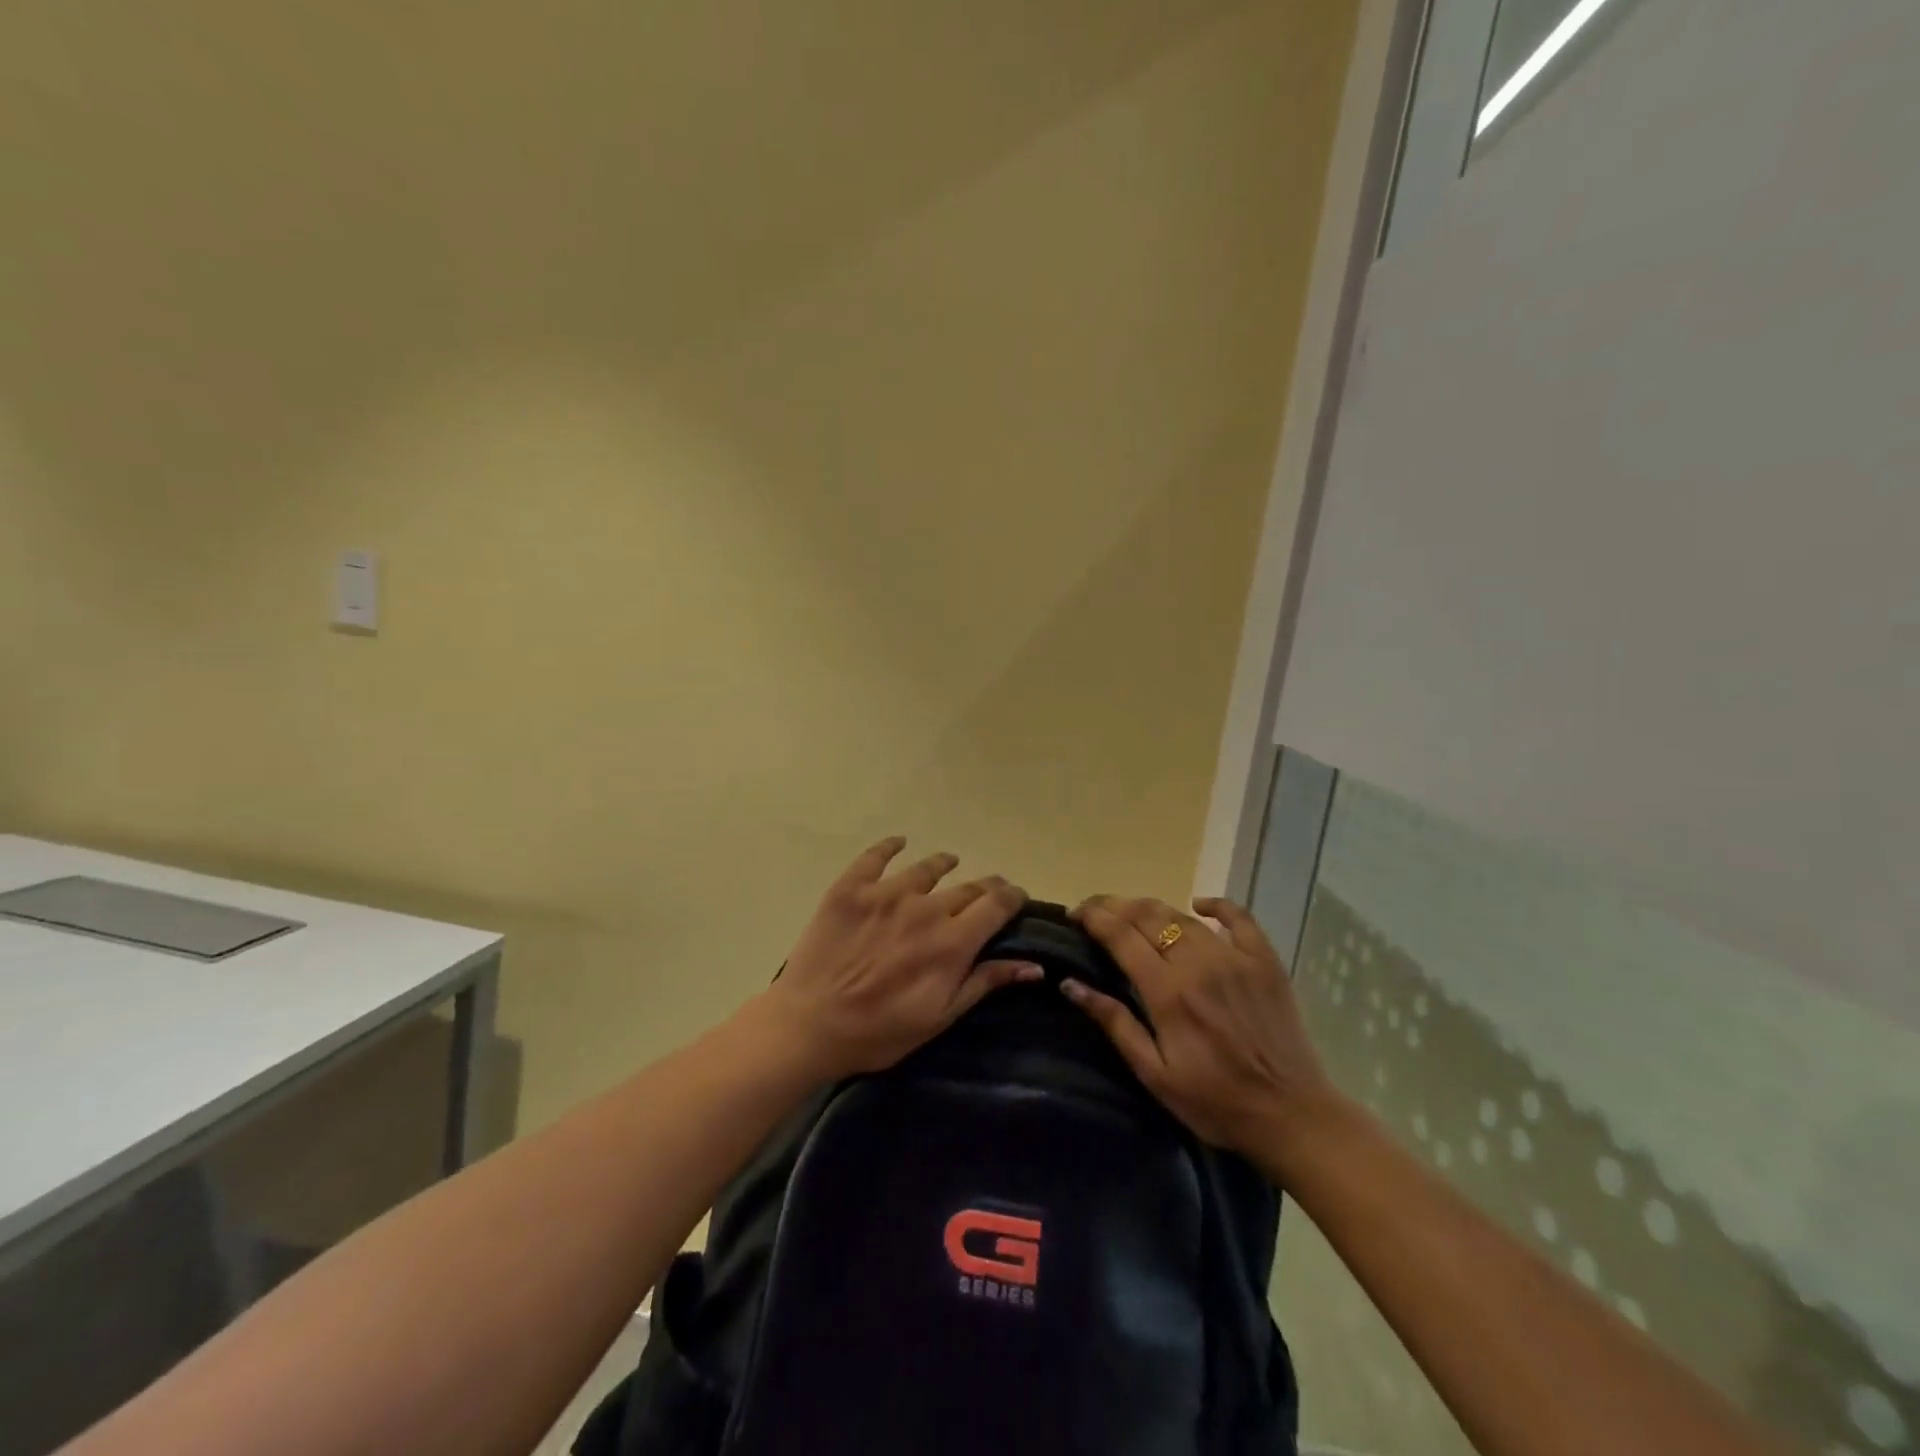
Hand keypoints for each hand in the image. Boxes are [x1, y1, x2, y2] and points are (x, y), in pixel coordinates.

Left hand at [761, 838, 1038, 1078]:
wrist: (809, 1024)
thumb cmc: (879, 1032)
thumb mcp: (940, 1017)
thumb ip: (984, 983)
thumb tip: (1033, 966)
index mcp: (952, 942)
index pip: (996, 905)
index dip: (1012, 897)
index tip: (1016, 899)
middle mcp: (925, 908)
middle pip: (968, 887)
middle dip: (985, 888)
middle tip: (987, 893)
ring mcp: (886, 893)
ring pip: (927, 867)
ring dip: (944, 865)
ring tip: (950, 862)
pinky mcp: (851, 888)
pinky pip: (875, 856)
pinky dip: (891, 846)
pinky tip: (899, 842)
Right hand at [1062, 894, 1341, 1174]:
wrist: (1291, 1115)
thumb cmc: (1215, 1102)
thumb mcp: (1154, 1074)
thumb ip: (1114, 1023)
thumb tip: (1070, 984)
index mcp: (1169, 992)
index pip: (1121, 936)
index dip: (1093, 918)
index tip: (1074, 914)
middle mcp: (1199, 964)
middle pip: (1148, 916)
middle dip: (1114, 906)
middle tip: (1095, 909)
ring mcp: (1235, 958)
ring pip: (1183, 916)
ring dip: (1152, 907)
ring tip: (1132, 911)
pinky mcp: (1265, 961)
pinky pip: (1239, 918)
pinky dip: (1216, 905)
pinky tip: (1199, 904)